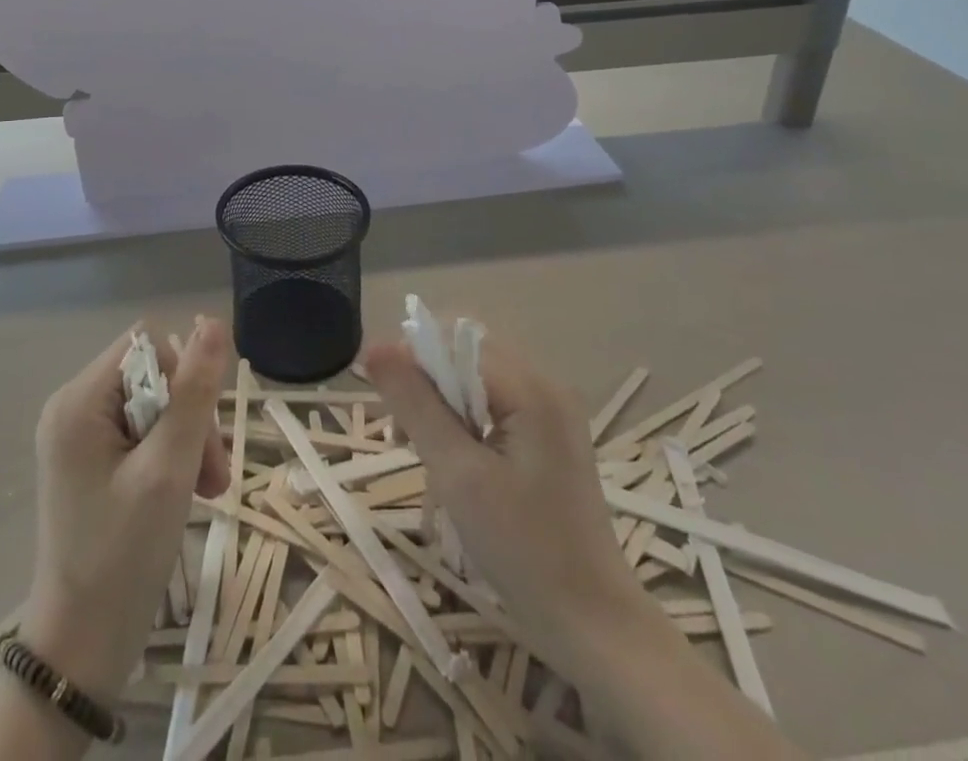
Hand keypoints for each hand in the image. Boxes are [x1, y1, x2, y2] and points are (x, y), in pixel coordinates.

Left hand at [18, 317, 232, 701]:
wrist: (81, 649)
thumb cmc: (123, 556)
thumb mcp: (168, 469)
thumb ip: (194, 393)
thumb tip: (214, 322)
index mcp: (79, 400)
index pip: (148, 346)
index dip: (184, 378)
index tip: (201, 434)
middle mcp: (72, 406)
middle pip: (152, 376)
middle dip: (190, 418)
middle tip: (213, 476)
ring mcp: (78, 435)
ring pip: (153, 405)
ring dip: (187, 440)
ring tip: (208, 490)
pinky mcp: (89, 461)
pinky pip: (140, 433)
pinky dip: (170, 456)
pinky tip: (188, 492)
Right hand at [362, 332, 652, 669]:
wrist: (593, 626)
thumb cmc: (523, 550)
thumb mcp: (457, 474)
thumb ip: (415, 404)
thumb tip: (374, 347)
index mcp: (531, 388)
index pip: (456, 340)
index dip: (413, 360)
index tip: (387, 408)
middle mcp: (546, 385)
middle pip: (466, 353)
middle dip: (426, 381)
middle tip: (403, 434)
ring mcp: (551, 411)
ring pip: (475, 378)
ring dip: (440, 402)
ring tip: (421, 450)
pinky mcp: (548, 435)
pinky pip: (492, 403)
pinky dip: (463, 420)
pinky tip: (452, 459)